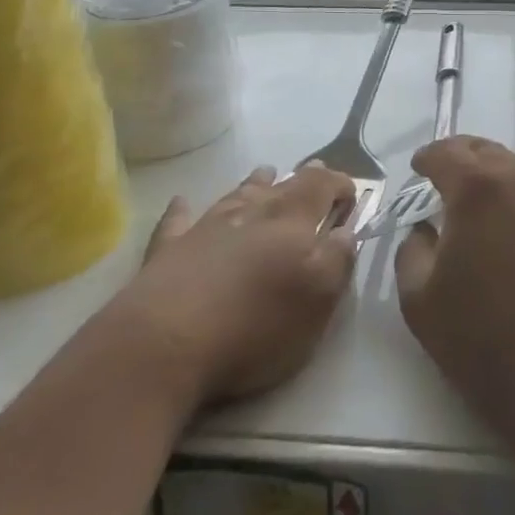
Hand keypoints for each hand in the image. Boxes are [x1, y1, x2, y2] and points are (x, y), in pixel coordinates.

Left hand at [111, 164, 356, 406]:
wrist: (163, 344)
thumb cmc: (254, 324)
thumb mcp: (317, 299)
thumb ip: (338, 259)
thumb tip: (345, 230)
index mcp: (292, 220)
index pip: (321, 186)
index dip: (339, 184)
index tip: (352, 194)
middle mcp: (250, 213)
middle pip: (281, 186)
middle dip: (302, 178)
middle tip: (314, 171)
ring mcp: (205, 228)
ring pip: (236, 195)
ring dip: (254, 184)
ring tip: (265, 172)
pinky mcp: (167, 252)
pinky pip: (178, 221)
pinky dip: (184, 210)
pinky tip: (182, 202)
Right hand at [394, 137, 514, 426]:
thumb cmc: (486, 339)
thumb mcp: (421, 300)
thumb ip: (412, 252)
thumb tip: (424, 229)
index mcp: (478, 188)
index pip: (446, 153)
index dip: (426, 158)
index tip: (415, 169)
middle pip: (484, 149)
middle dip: (458, 156)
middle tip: (439, 175)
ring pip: (512, 166)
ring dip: (487, 172)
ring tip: (468, 198)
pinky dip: (510, 191)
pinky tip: (501, 221)